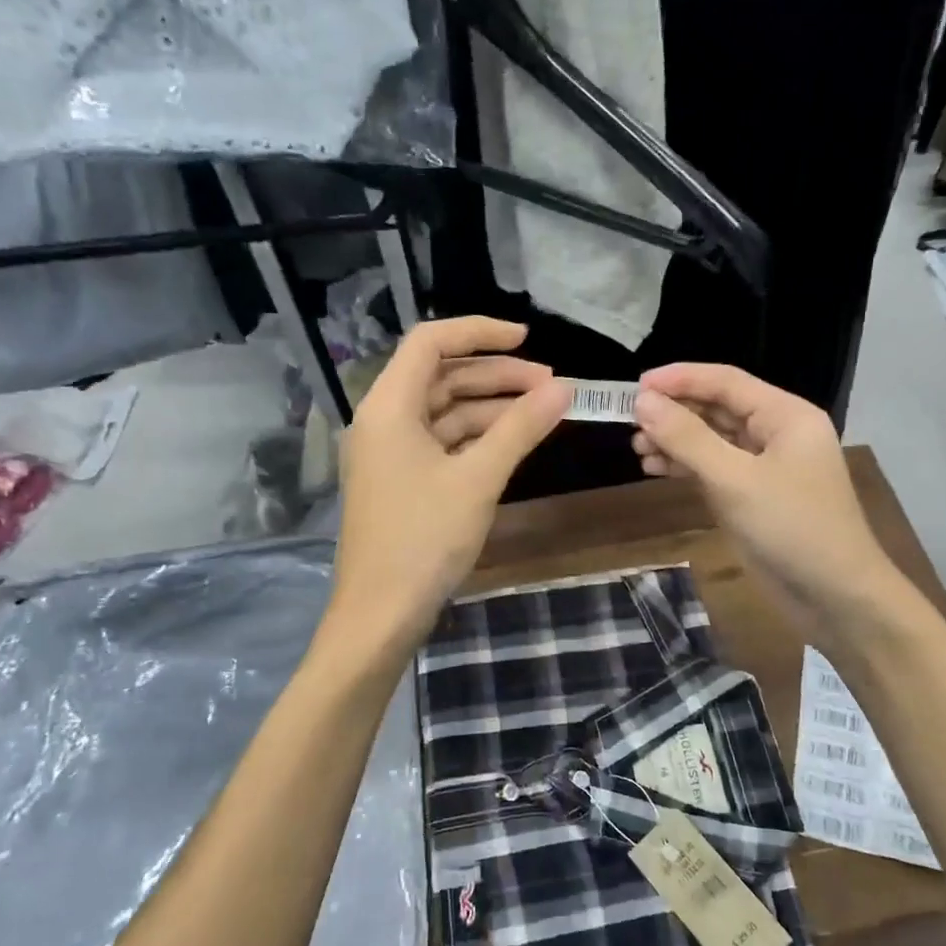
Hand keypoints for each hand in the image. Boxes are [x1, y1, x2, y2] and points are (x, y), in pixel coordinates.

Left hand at [328, 317, 568, 651]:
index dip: (479, 331)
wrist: (381, 614)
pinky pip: (442, 442)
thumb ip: (520, 428)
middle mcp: (384, 420)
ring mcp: (391, 452)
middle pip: (442, 376)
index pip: (430, 342)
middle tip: (550, 385)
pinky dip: (478, 437)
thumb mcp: (478, 479)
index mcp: (389, 406)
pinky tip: (514, 442)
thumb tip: (564, 388)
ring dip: (492, 407)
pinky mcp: (402, 480)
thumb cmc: (423, 538)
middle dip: (496, 375)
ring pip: (446, 411)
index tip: (528, 339)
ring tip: (543, 411)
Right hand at [631, 364, 894, 630]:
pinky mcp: (753, 495)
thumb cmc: (792, 528)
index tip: (635, 386)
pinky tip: (655, 469)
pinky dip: (685, 466)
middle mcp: (777, 432)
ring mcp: (765, 466)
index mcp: (786, 415)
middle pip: (717, 407)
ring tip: (638, 448)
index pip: (725, 381)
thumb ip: (687, 438)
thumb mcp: (734, 480)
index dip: (679, 379)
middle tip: (630, 422)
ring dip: (675, 440)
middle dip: (674, 412)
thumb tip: (643, 401)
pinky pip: (713, 468)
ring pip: (711, 439)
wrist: (836, 599)